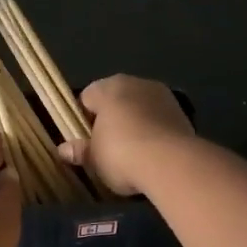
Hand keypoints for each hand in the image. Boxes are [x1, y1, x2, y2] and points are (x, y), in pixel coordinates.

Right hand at [60, 75, 196, 195]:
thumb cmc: (120, 153)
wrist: (171, 163)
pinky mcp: (183, 114)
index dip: (82, 118)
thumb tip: (63, 150)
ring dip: (135, 125)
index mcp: (109, 87)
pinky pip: (159, 121)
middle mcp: (136, 83)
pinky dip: (154, 133)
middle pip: (116, 100)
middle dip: (111, 119)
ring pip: (140, 108)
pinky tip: (151, 155)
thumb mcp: (93, 158)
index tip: (84, 139)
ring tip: (131, 154)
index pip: (87, 97)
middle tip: (105, 148)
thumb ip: (79, 151)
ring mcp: (163, 96)